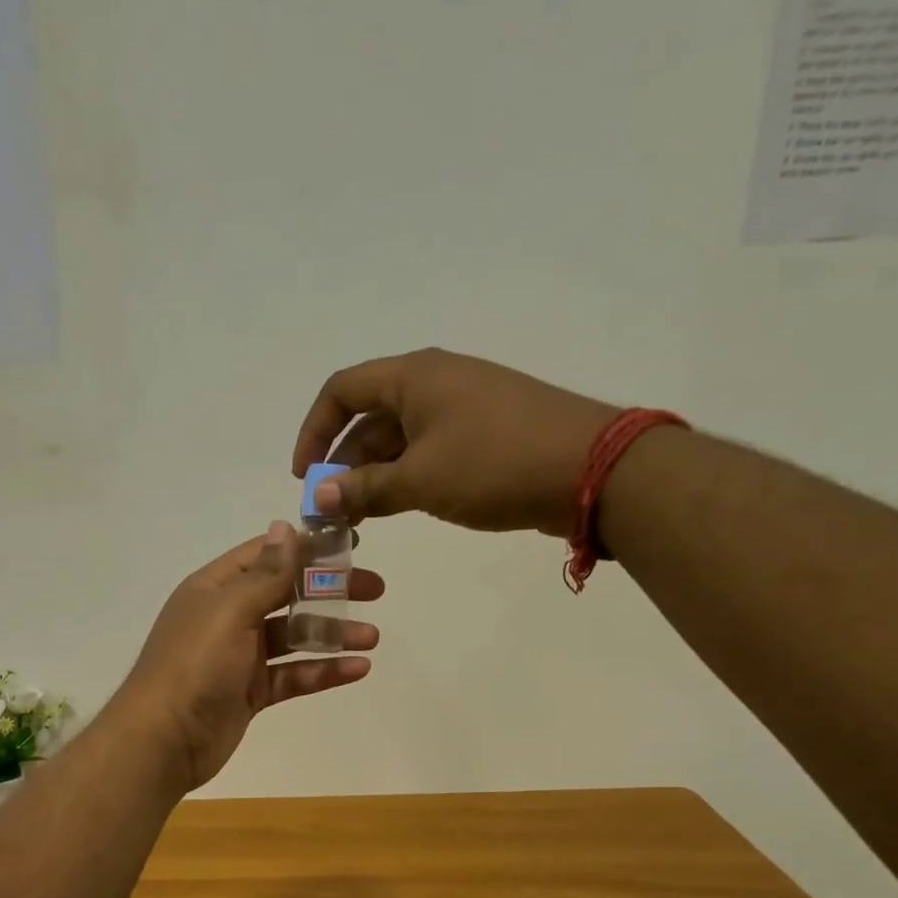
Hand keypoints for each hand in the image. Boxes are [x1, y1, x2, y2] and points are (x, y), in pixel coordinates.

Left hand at [113, 522, 382, 792]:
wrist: (163, 740)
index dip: (307, 547)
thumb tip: (286, 526)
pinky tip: (358, 669)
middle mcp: (227, 617)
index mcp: (215, 588)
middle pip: (286, 594)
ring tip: (372, 636)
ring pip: (293, 637)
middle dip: (329, 590)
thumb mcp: (230, 610)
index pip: (266, 555)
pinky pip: (292, 675)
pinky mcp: (250, 692)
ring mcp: (239, 656)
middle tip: (375, 590)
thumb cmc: (195, 664)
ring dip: (332, 634)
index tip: (351, 545)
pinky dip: (322, 671)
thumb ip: (265, 573)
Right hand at [292, 348, 619, 536]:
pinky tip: (399, 509)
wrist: (592, 469)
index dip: (314, 431)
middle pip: (369, 419)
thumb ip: (363, 489)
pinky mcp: (484, 434)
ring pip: (398, 440)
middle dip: (343, 465)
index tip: (305, 476)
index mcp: (413, 377)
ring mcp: (462, 408)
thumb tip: (318, 497)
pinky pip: (428, 451)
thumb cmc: (494, 464)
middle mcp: (434, 382)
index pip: (342, 390)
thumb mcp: (419, 480)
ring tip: (361, 521)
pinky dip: (405, 478)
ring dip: (373, 478)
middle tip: (332, 512)